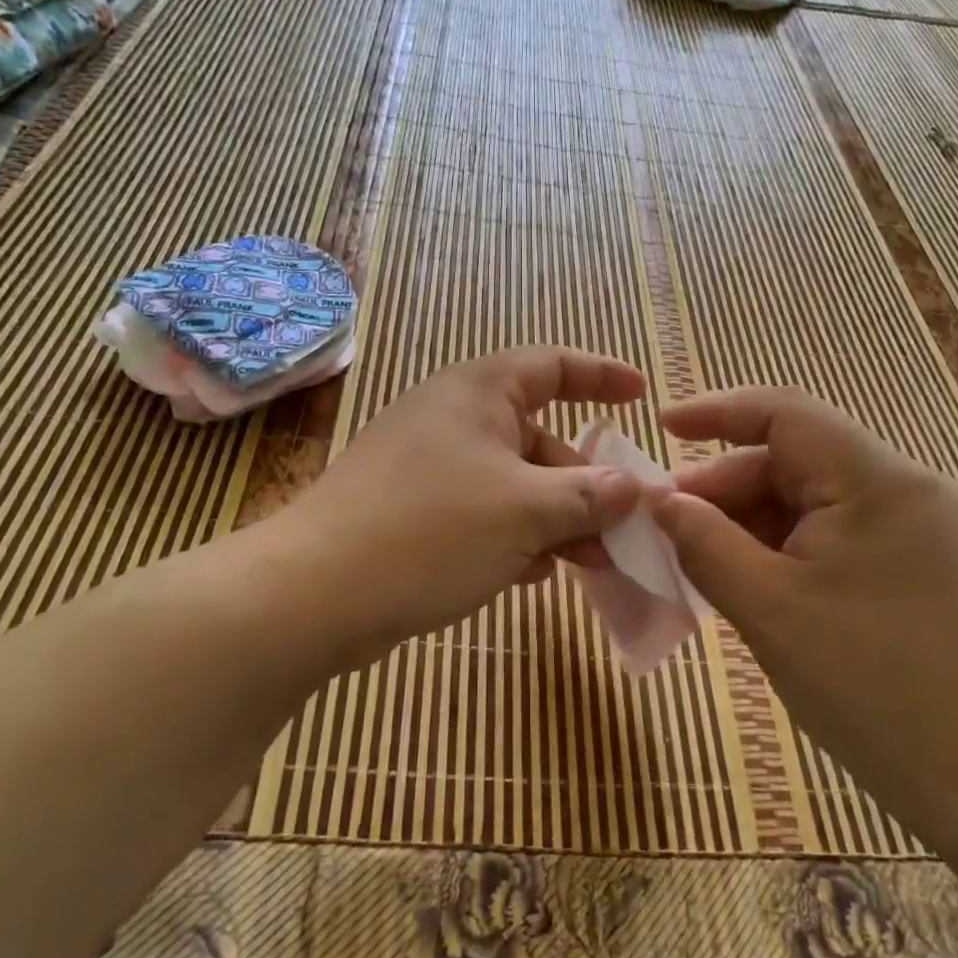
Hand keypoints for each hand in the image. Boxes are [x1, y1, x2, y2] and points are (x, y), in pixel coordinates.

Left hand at [290, 346, 647, 654]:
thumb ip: (590, 496)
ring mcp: (428, 465)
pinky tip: (531, 574)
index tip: (642, 397)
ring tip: (588, 562)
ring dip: (554, 518)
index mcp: (480, 392)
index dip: (602, 376)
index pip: (553, 365)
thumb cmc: (432, 530)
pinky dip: (513, 536)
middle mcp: (453, 418)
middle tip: (621, 529)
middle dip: (585, 483)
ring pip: (512, 482)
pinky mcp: (411, 510)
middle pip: (539, 437)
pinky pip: (481, 512)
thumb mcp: (526, 511)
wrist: (315, 592)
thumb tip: (637, 489)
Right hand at [656, 387, 957, 834]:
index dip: (717, 410)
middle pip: (793, 460)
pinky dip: (780, 546)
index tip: (662, 425)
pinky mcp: (913, 559)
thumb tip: (661, 501)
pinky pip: (829, 530)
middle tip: (666, 527)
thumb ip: (704, 543)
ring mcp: (913, 524)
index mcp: (878, 482)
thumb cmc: (868, 688)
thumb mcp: (767, 609)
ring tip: (698, 561)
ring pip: (807, 498)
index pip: (787, 413)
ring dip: (748, 523)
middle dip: (724, 488)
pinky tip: (746, 578)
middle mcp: (903, 487)